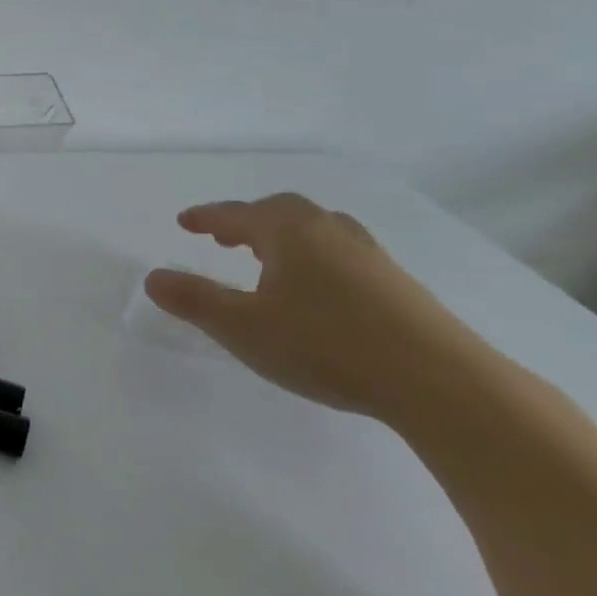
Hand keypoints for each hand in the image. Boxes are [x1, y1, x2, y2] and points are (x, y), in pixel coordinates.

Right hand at [144, 193, 482, 421]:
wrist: (442, 384)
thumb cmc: (326, 345)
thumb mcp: (242, 327)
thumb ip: (194, 300)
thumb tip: (153, 277)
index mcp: (290, 232)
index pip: (237, 214)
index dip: (206, 217)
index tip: (184, 221)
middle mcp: (330, 232)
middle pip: (281, 212)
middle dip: (245, 221)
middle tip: (222, 237)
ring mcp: (370, 257)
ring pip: (315, 230)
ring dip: (281, 237)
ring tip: (264, 258)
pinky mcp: (397, 285)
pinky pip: (339, 253)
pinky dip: (311, 257)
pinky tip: (312, 289)